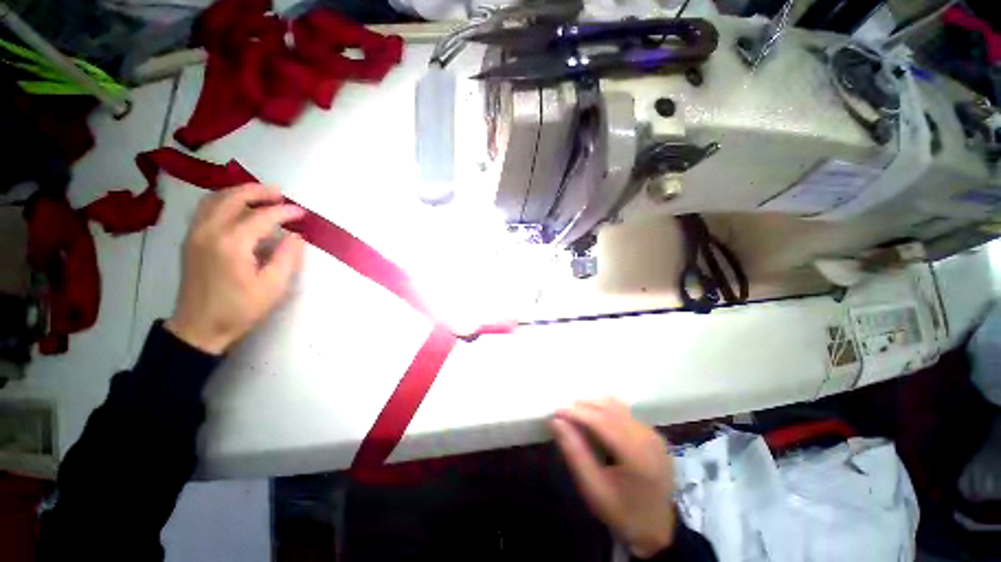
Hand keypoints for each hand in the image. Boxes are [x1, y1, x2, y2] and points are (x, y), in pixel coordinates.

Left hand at [166, 184, 305, 353]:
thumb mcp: (273, 286)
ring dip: (239, 192)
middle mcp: (210, 231)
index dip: (285, 212)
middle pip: (233, 198)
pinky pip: (205, 209)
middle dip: (259, 191)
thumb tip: (296, 236)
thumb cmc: (240, 309)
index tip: (302, 213)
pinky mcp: (190, 240)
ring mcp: (195, 234)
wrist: (199, 327)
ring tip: (260, 195)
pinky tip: (236, 207)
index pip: (262, 216)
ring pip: (215, 199)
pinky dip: (223, 201)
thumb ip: (287, 257)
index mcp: (232, 244)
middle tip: (280, 193)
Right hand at [552, 398, 676, 558]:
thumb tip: (556, 421)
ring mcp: (653, 434)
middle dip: (583, 406)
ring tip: (575, 415)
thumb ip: (574, 452)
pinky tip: (594, 420)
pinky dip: (605, 411)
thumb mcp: (592, 488)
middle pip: (610, 409)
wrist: (655, 530)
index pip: (602, 421)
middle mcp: (648, 438)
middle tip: (563, 412)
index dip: (577, 413)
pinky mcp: (653, 434)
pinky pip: (625, 413)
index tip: (556, 411)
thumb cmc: (621, 513)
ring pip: (617, 407)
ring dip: (594, 406)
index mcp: (637, 455)